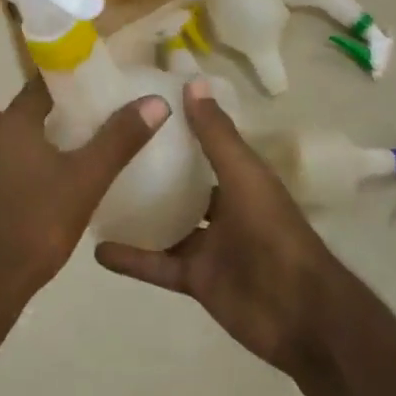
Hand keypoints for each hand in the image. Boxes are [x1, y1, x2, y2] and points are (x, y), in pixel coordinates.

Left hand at [0, 78, 168, 313]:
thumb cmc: (35, 225)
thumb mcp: (86, 182)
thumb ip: (119, 139)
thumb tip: (156, 102)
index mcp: (7, 120)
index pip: (39, 85)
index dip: (68, 84)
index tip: (93, 92)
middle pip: (14, 110)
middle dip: (42, 116)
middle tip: (76, 132)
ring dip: (24, 141)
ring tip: (61, 161)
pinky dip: (9, 165)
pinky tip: (36, 189)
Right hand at [95, 80, 340, 378]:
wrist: (300, 314)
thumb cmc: (273, 233)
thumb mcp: (243, 175)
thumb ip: (216, 134)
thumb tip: (193, 81)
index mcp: (240, 180)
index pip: (205, 146)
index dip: (178, 129)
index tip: (139, 109)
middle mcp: (223, 210)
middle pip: (181, 186)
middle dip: (151, 171)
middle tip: (107, 149)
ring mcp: (208, 246)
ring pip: (166, 225)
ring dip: (136, 214)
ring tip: (95, 194)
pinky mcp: (195, 279)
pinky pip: (157, 265)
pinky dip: (131, 259)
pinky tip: (97, 249)